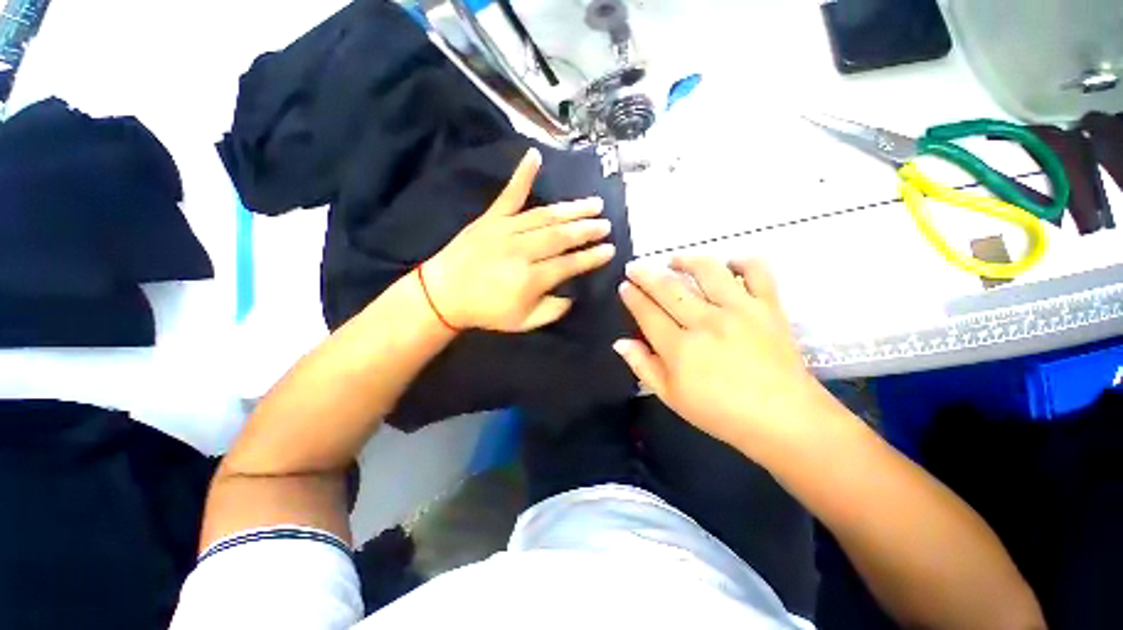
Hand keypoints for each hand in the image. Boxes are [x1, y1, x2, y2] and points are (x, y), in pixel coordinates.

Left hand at [423, 148, 616, 332]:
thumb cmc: (486, 311)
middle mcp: (522, 251)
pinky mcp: (491, 218)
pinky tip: (534, 155)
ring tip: (594, 203)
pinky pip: (509, 194)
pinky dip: (522, 174)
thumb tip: (573, 294)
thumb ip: (552, 309)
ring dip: (572, 209)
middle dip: (588, 229)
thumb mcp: (524, 322)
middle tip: (606, 224)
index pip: (570, 264)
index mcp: (531, 279)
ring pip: (546, 216)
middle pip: (562, 236)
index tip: (610, 250)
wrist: (443, 294)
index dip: (592, 257)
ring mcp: (506, 230)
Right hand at [614, 257, 830, 450]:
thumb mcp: (671, 398)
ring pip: (707, 270)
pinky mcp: (768, 307)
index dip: (632, 296)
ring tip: (674, 260)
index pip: (647, 312)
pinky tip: (729, 263)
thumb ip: (643, 367)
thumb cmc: (721, 413)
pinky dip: (743, 261)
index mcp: (680, 348)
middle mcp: (706, 322)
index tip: (624, 286)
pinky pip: (757, 271)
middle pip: (668, 288)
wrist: (785, 419)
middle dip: (645, 274)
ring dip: (685, 260)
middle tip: (635, 267)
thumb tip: (620, 342)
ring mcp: (739, 310)